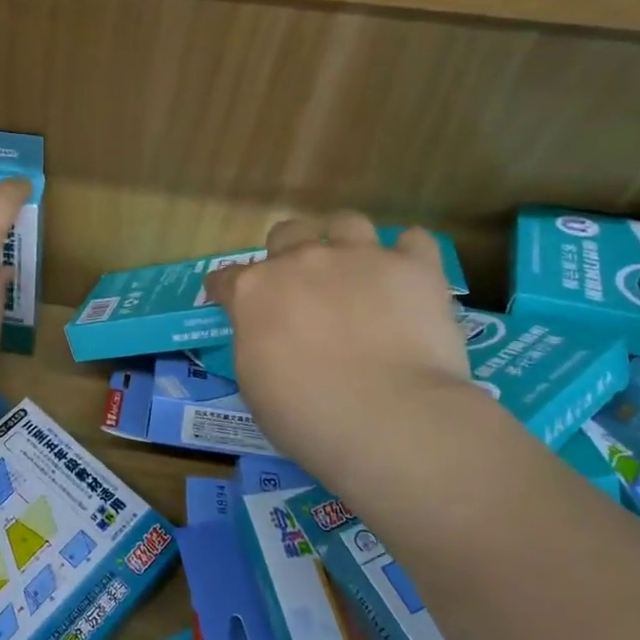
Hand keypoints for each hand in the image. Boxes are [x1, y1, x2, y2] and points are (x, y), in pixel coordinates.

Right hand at [205, 216, 481, 491]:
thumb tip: (269, 338)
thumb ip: (257, 345)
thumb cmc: (306, 415)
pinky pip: (413, 240)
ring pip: (347, 222)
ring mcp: (359, 257)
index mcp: (254, 292)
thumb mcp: (255, 385)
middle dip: (290, 254)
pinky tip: (410, 279)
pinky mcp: (413, 267)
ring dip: (347, 244)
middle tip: (303, 287)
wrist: (387, 417)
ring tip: (360, 273)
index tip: (232, 302)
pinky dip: (410, 255)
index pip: (226, 277)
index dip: (227, 290)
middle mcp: (301, 261)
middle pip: (287, 233)